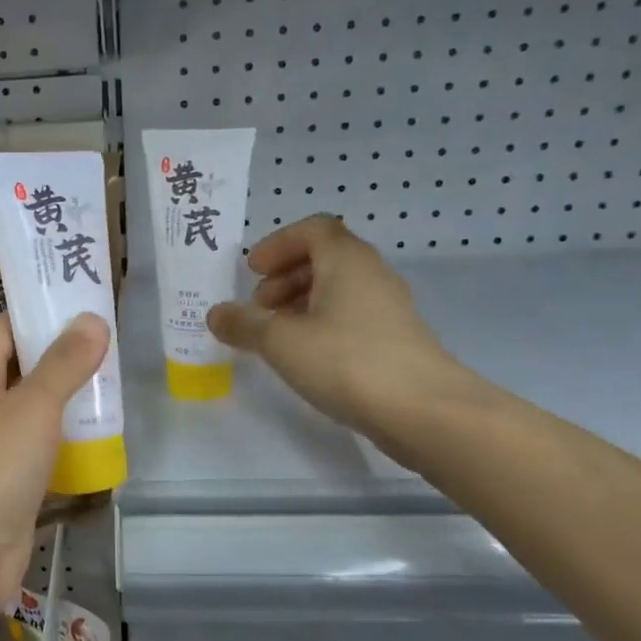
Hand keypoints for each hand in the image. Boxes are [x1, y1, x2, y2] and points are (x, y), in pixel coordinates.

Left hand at [0, 313, 109, 625]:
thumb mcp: (32, 408)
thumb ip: (64, 364)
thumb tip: (92, 320)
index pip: (9, 327)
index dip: (46, 313)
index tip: (93, 304)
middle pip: (26, 368)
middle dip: (68, 360)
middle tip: (119, 347)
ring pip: (37, 412)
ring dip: (72, 404)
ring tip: (121, 388)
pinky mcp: (7, 482)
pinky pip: (42, 452)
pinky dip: (69, 445)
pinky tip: (107, 439)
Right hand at [207, 214, 475, 449]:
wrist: (424, 412)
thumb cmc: (346, 361)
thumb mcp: (281, 341)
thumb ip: (244, 324)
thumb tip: (216, 314)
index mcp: (347, 261)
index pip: (313, 229)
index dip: (278, 244)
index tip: (253, 271)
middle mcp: (371, 275)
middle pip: (324, 258)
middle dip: (284, 276)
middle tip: (258, 306)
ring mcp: (388, 309)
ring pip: (337, 290)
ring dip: (300, 303)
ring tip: (275, 335)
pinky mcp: (395, 341)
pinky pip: (350, 317)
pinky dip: (320, 325)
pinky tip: (305, 357)